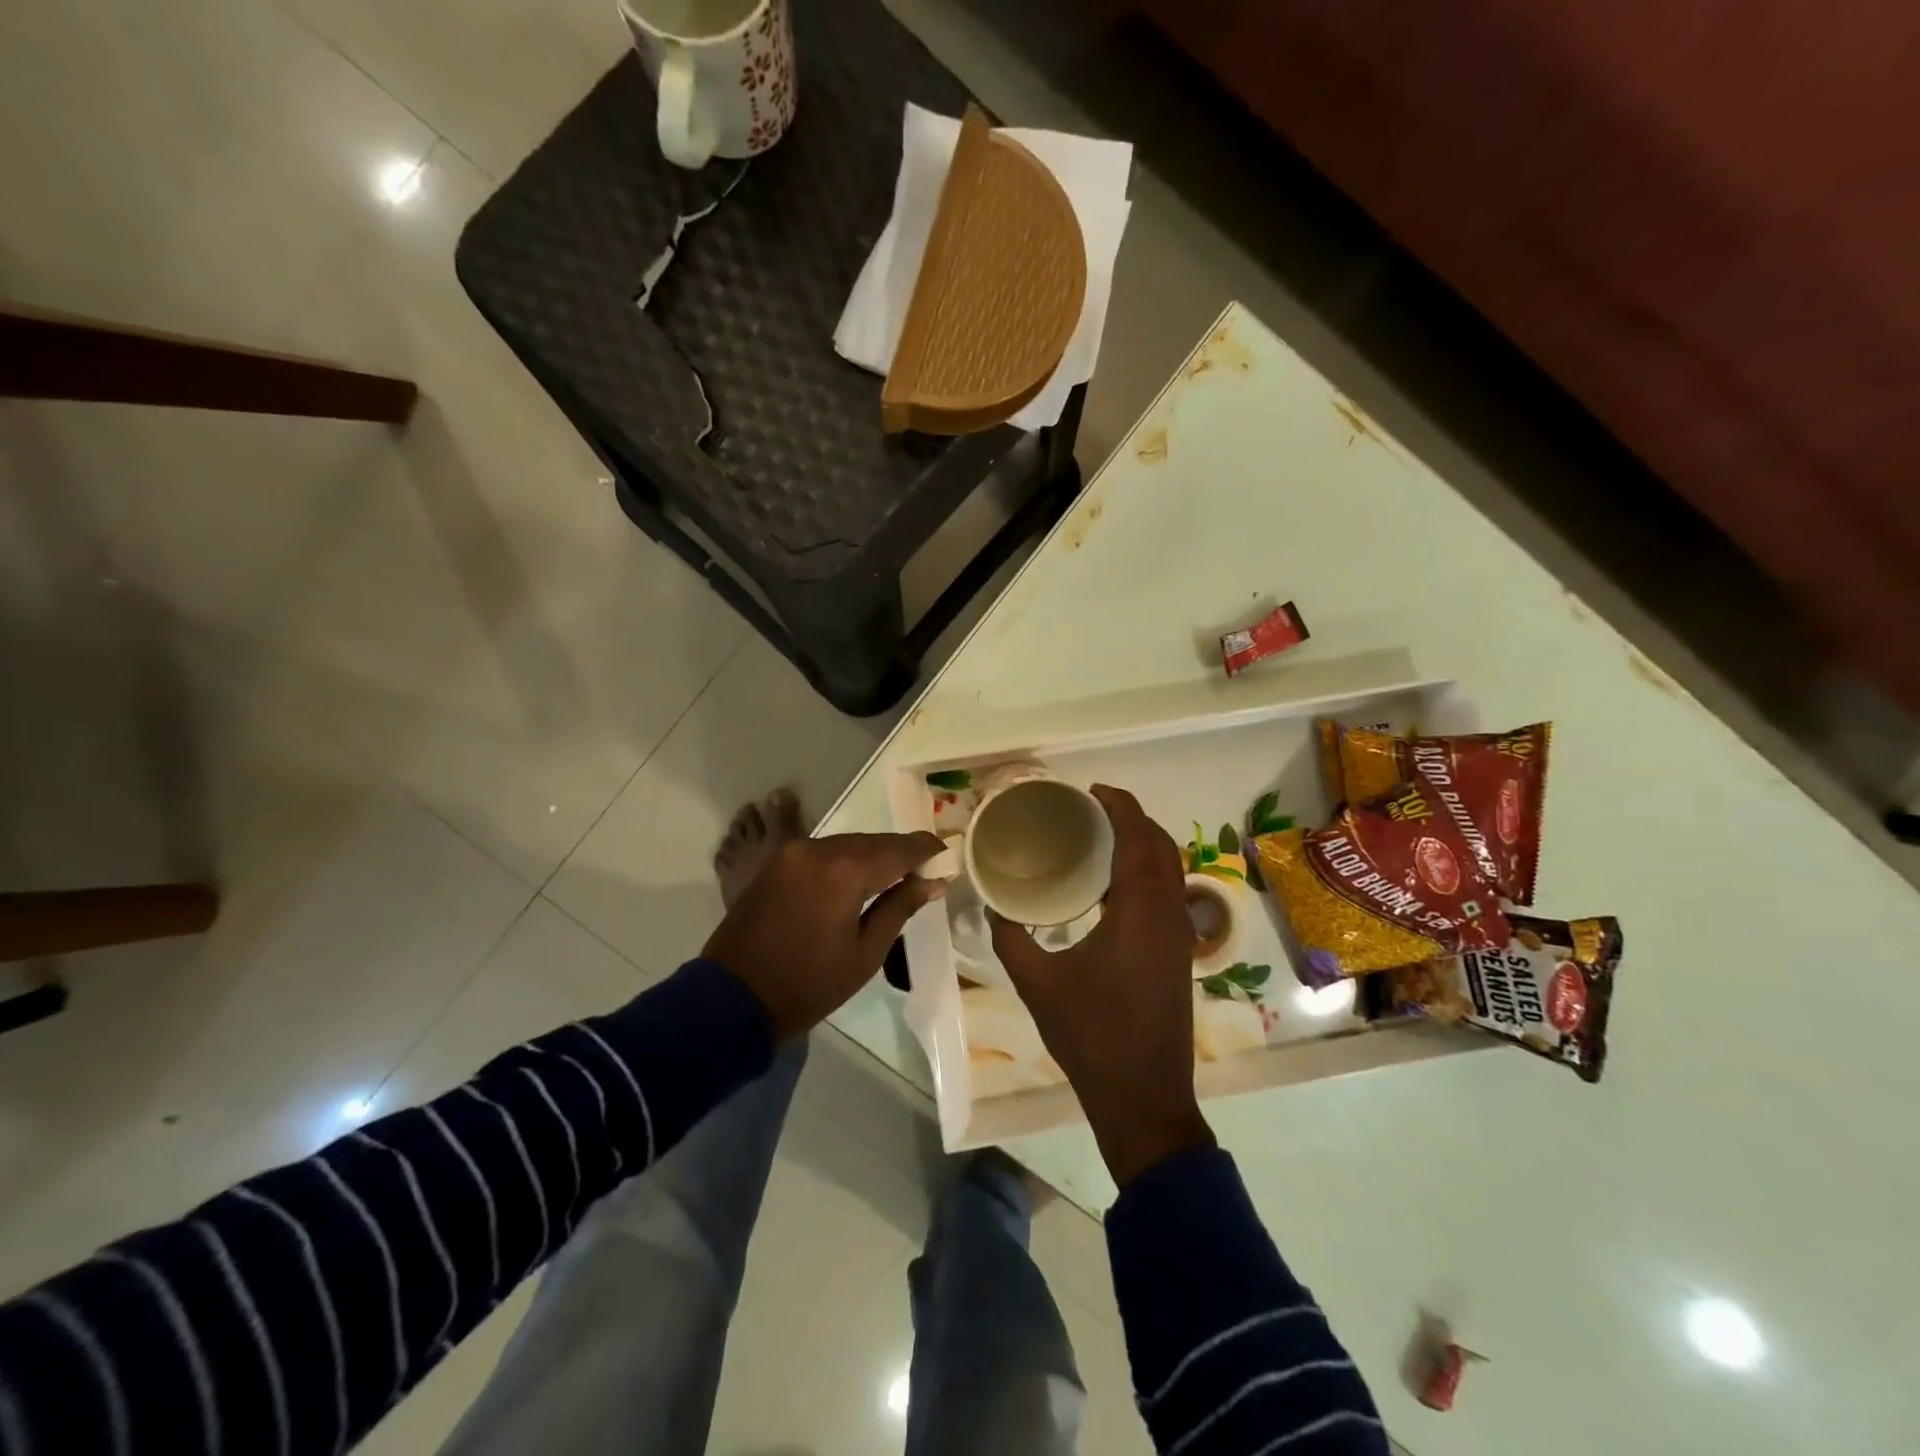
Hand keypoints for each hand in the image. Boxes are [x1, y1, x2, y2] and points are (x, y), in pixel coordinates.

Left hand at [705, 831, 945, 1041]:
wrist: (733, 997)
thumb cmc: (808, 984)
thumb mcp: (865, 954)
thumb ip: (900, 908)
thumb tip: (933, 881)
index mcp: (845, 872)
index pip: (898, 849)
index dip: (925, 849)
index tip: (946, 854)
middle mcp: (819, 849)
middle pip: (872, 841)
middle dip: (899, 853)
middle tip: (923, 870)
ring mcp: (793, 852)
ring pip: (847, 843)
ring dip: (871, 855)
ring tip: (893, 876)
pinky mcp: (776, 861)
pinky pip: (822, 851)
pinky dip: (844, 860)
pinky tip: (855, 878)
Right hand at [991, 785, 1215, 1185]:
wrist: (1143, 1096)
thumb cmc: (1090, 1035)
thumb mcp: (1037, 984)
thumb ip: (1010, 938)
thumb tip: (991, 905)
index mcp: (1138, 912)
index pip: (1138, 839)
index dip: (1120, 806)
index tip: (1092, 790)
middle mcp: (1168, 914)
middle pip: (1162, 846)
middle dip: (1133, 818)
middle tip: (1093, 809)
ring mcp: (1180, 936)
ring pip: (1171, 870)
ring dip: (1144, 844)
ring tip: (1101, 838)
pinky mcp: (1180, 954)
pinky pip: (1170, 892)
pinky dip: (1149, 871)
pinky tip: (1113, 886)